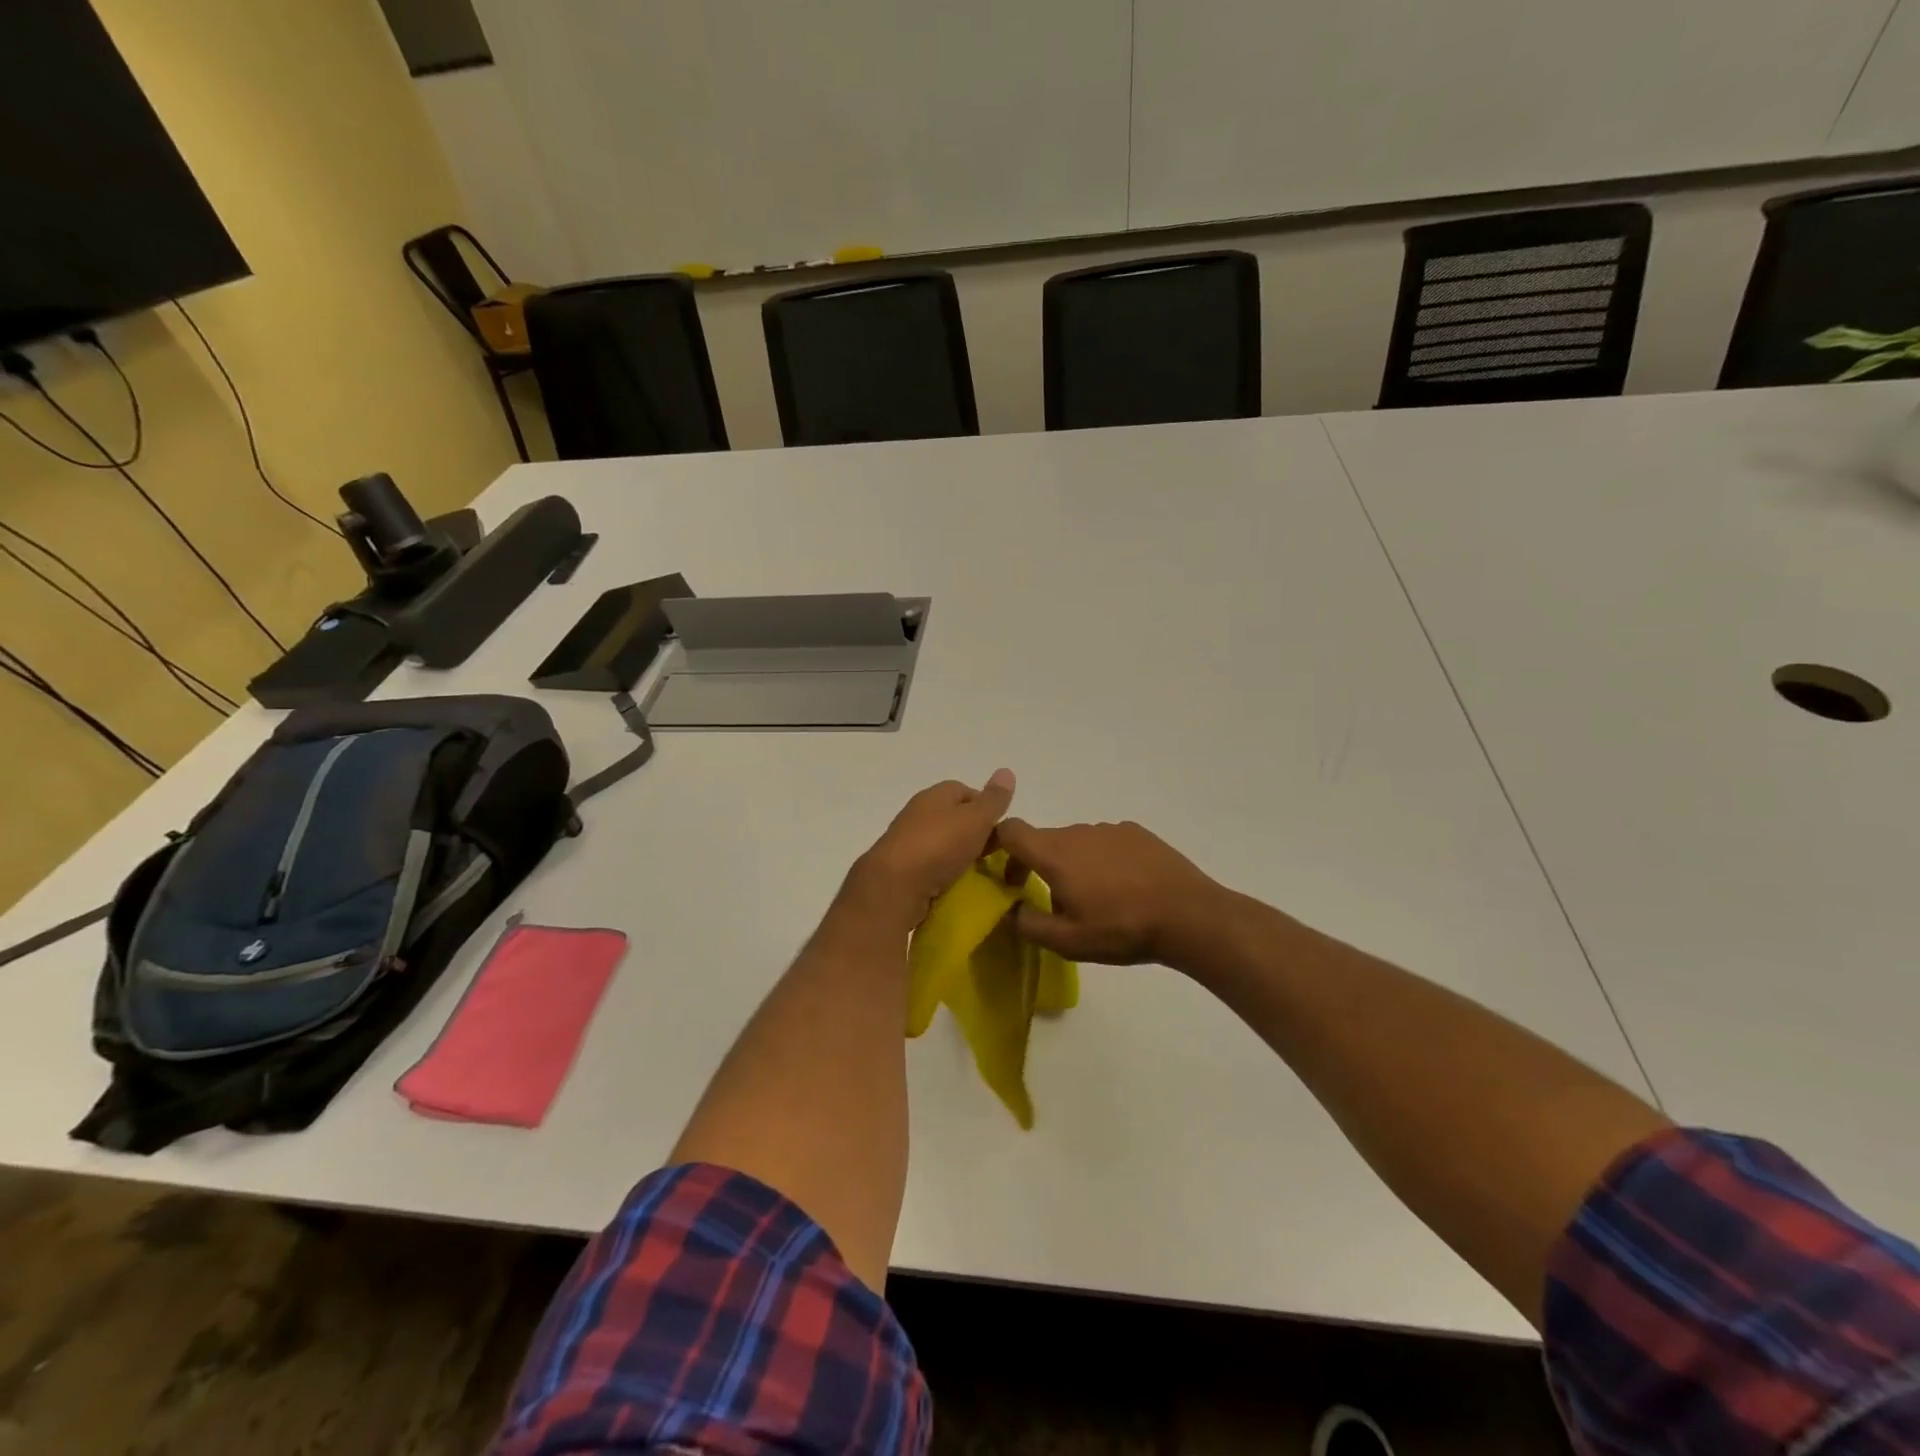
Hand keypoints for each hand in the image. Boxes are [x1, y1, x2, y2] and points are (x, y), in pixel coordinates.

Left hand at [847, 770, 1016, 929]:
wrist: (894, 887)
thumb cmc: (938, 845)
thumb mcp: (975, 819)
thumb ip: (993, 799)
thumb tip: (1006, 771)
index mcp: (933, 796)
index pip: (963, 791)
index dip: (985, 806)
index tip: (1001, 828)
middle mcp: (917, 814)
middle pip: (953, 819)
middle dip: (974, 834)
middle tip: (996, 854)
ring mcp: (907, 844)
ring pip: (942, 845)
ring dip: (960, 857)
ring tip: (980, 873)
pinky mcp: (902, 872)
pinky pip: (931, 869)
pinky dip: (946, 876)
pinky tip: (957, 887)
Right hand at [993, 818, 1225, 967]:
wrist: (1188, 914)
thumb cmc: (1121, 928)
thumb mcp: (1068, 941)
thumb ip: (1029, 924)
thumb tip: (1012, 908)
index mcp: (1055, 853)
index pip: (1010, 830)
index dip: (996, 844)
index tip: (1000, 871)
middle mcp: (1078, 831)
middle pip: (1044, 840)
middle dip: (1037, 865)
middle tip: (1049, 901)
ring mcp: (1109, 829)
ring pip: (1076, 842)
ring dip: (1072, 864)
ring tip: (1094, 899)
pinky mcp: (1136, 833)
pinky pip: (1105, 842)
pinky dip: (1101, 860)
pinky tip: (1123, 887)